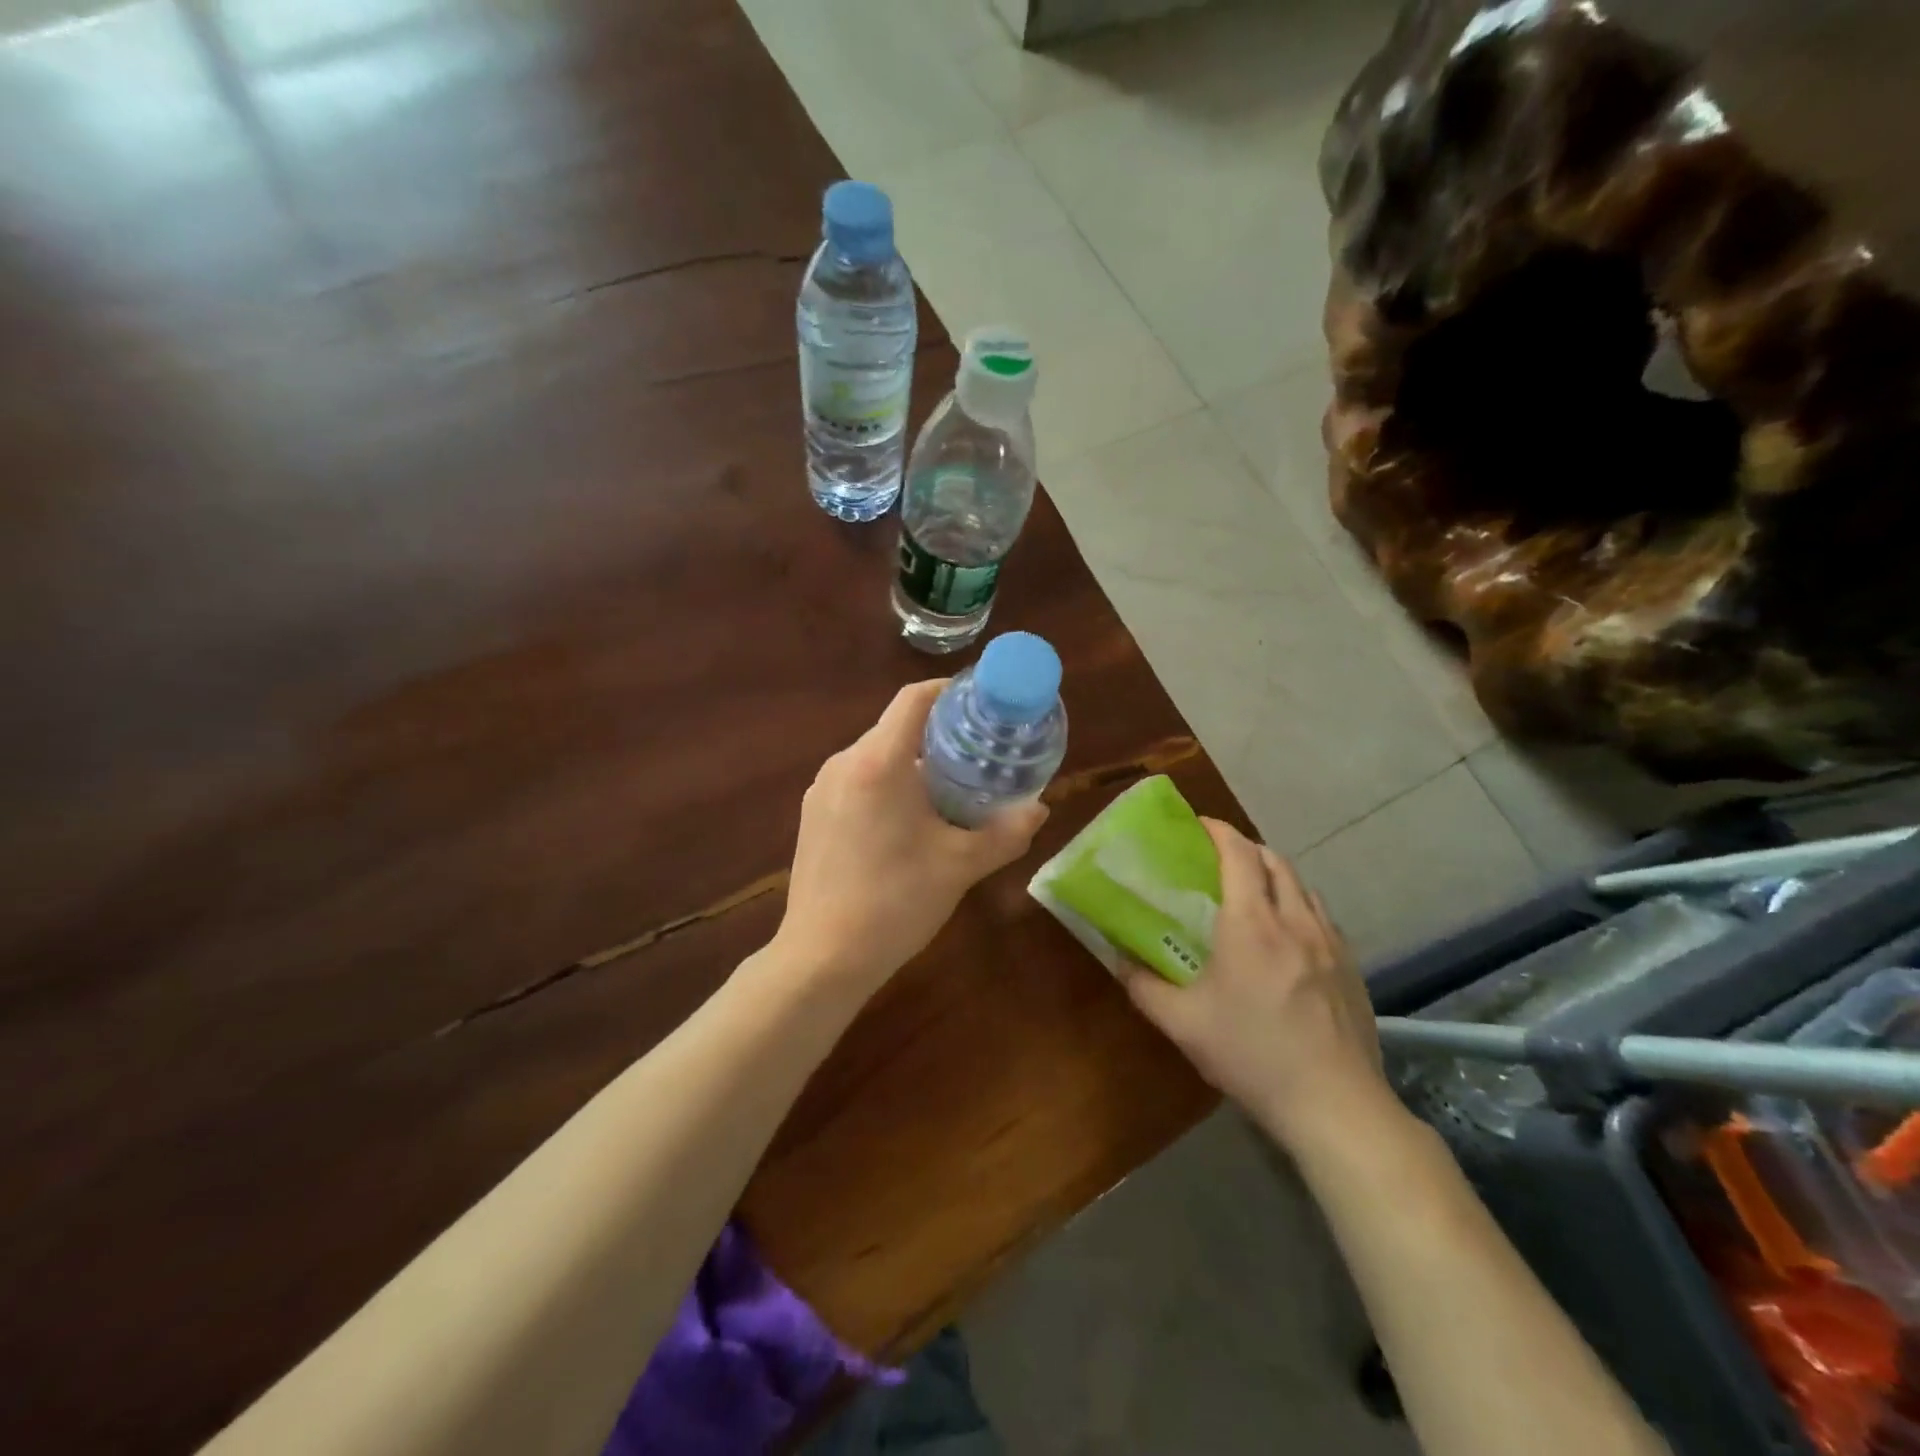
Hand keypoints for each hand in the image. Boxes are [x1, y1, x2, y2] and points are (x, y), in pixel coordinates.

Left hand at [776, 680, 1048, 990]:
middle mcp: (844, 763)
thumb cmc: (896, 902)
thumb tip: (1040, 808)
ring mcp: (821, 789)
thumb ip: (1006, 833)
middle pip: (896, 727)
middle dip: (938, 734)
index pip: (914, 699)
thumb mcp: (960, 866)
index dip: (950, 690)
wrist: (823, 957)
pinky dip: (886, 784)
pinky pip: (856, 780)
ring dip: (912, 762)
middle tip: (978, 754)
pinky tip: (907, 821)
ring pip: (875, 755)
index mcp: (879, 762)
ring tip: (949, 788)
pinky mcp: (812, 814)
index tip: (981, 702)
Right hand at [1118, 820, 1397, 1153]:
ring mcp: (1330, 942)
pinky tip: (1289, 936)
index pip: (1238, 854)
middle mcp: (1294, 920)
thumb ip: (1143, 985)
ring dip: (1276, 875)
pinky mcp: (1351, 967)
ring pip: (1303, 886)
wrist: (1335, 1105)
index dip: (1218, 831)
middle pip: (1275, 861)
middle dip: (1246, 848)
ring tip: (1254, 892)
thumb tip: (1117, 958)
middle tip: (1219, 858)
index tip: (1198, 825)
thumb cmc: (1251, 1056)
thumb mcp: (1182, 1024)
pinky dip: (1299, 905)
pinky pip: (1322, 916)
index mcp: (1251, 924)